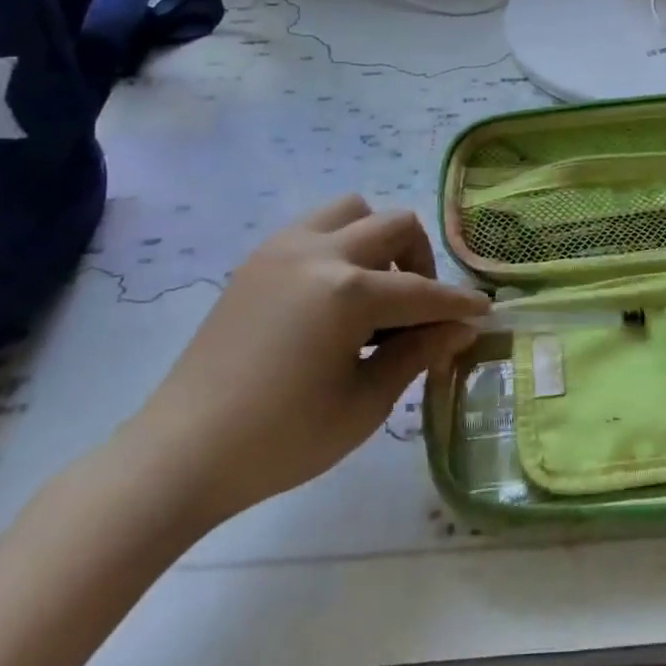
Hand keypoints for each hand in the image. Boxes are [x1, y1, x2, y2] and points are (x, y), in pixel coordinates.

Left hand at [122, 196, 489, 527]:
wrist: (180, 455)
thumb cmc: (281, 440)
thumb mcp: (364, 403)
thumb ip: (418, 353)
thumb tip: (462, 327)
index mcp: (347, 291)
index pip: (422, 292)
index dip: (459, 305)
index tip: (484, 312)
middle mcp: (319, 253)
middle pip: (394, 226)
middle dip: (421, 262)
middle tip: (419, 309)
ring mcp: (282, 249)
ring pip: (353, 210)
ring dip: (378, 240)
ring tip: (375, 291)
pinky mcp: (257, 260)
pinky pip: (316, 227)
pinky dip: (342, 245)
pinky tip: (336, 296)